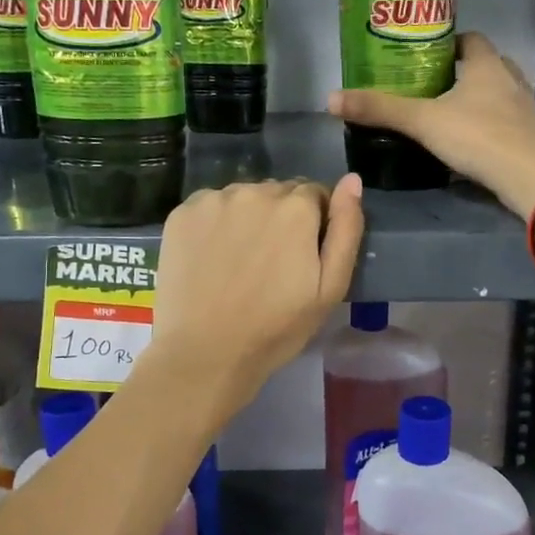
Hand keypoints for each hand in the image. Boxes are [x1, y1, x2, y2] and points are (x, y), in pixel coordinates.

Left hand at [147, 176, 364, 415]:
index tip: (302, 256)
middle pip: (278, 193)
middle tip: (272, 263)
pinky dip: (215, 224)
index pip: (314, 194)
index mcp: (296, 208)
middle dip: (281, 218)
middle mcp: (254, 191)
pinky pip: (210, 206)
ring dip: (248, 218)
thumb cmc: (276, 328)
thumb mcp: (330, 288)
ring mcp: (214, 200)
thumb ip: (346, 229)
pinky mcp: (182, 213)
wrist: (205, 353)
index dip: (313, 224)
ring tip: (240, 262)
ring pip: (243, 198)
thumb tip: (353, 180)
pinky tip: (212, 258)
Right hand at [327, 33, 534, 215]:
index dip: (448, 43)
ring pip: (496, 94)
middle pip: (484, 65)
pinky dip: (487, 125)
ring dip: (475, 99)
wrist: (529, 177)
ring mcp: (524, 109)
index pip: (469, 39)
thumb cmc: (478, 137)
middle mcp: (510, 79)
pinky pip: (504, 121)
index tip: (424, 55)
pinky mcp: (529, 136)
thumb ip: (380, 110)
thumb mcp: (423, 122)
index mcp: (486, 64)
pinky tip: (469, 142)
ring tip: (446, 114)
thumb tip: (331, 99)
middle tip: (429, 87)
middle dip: (459, 73)